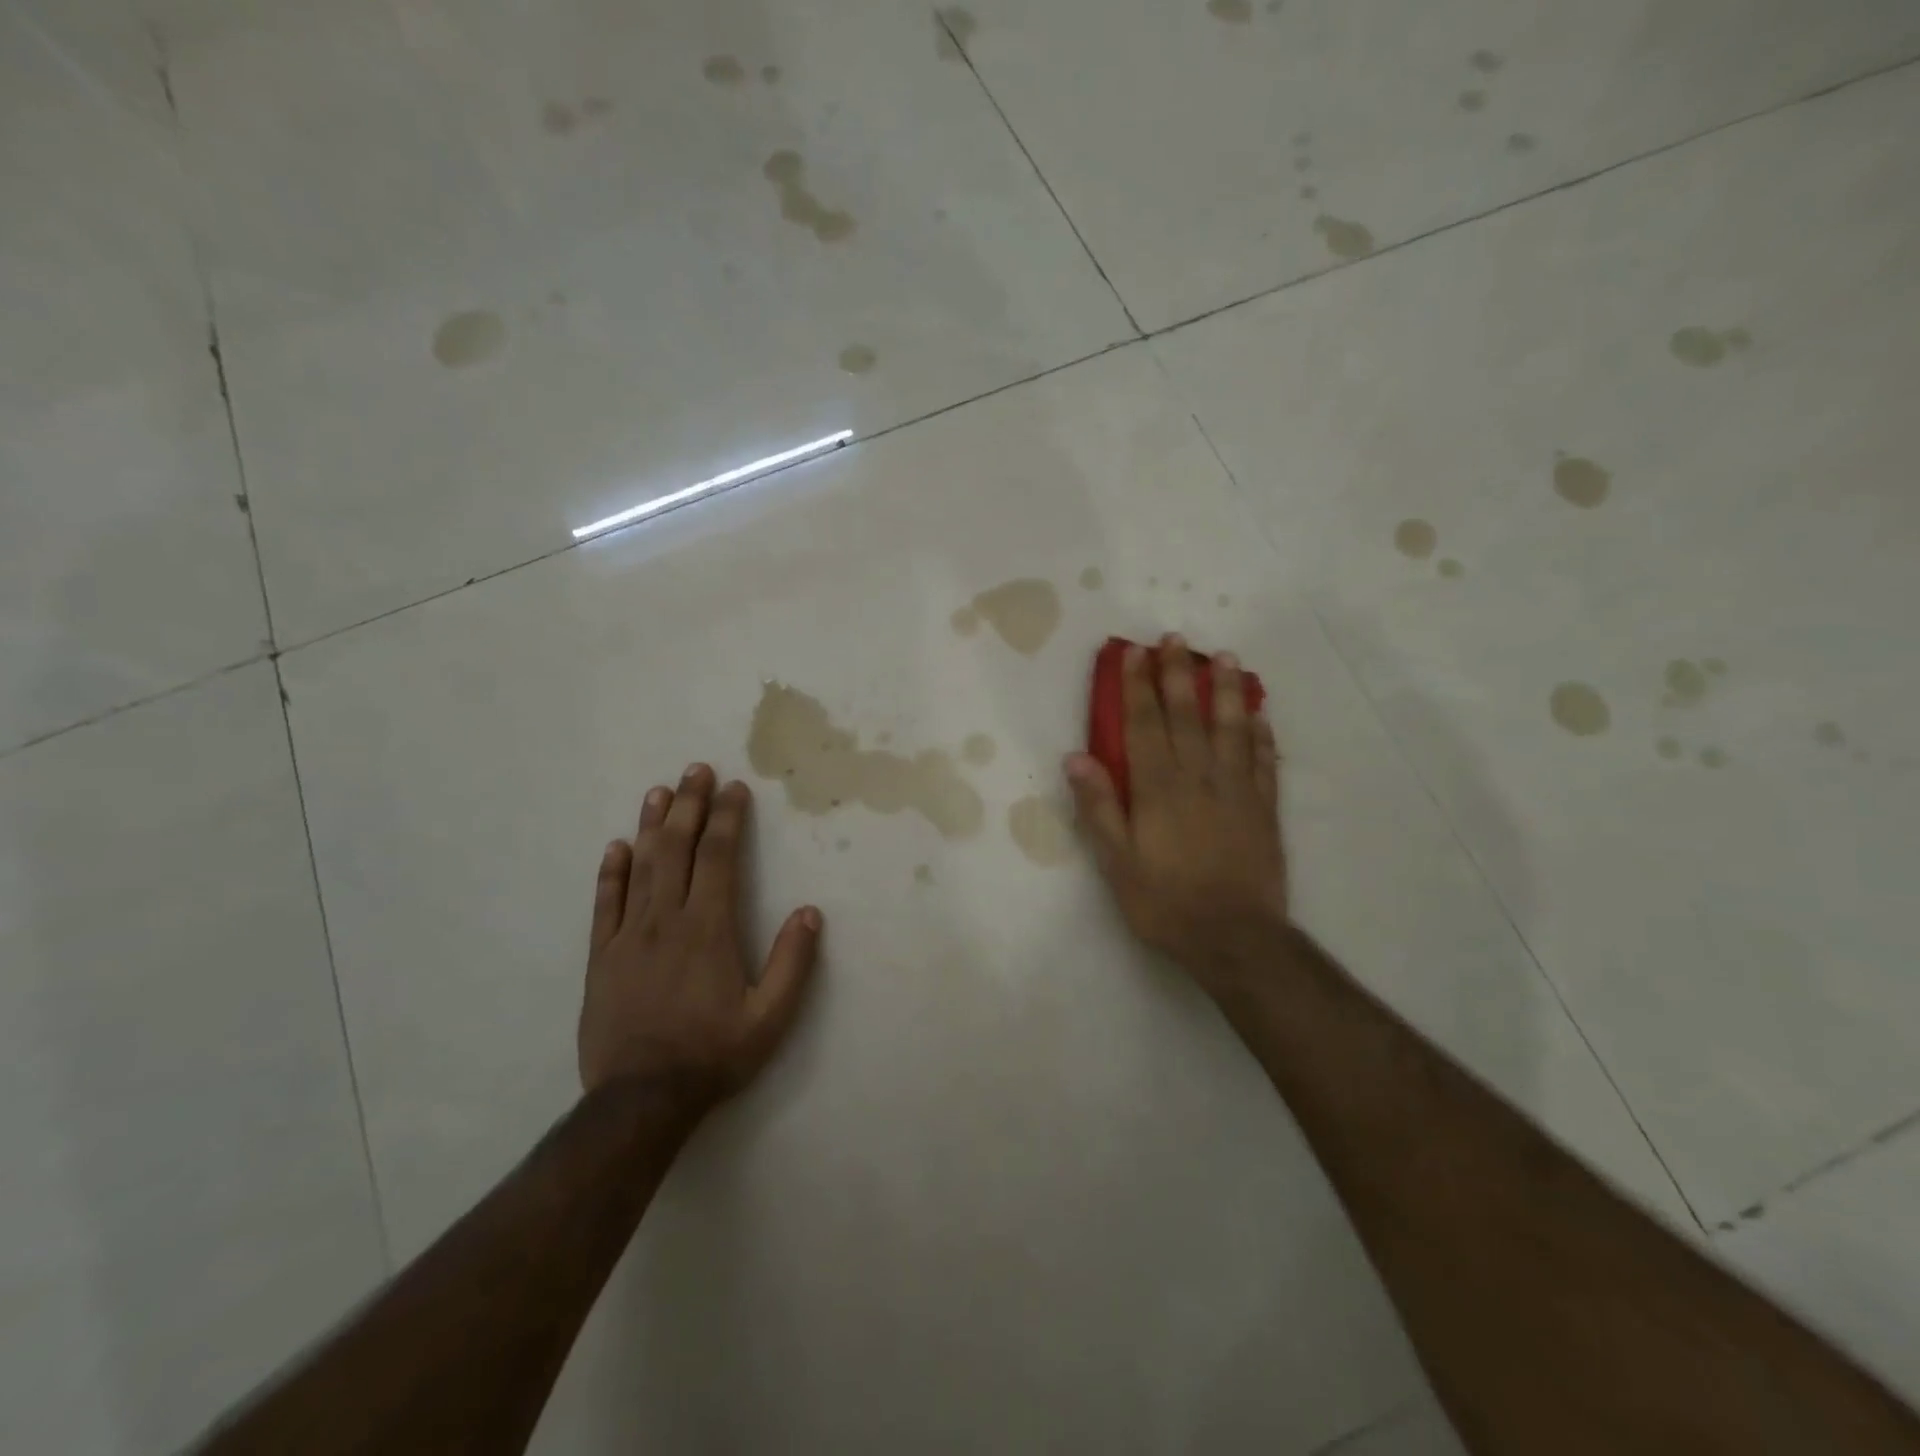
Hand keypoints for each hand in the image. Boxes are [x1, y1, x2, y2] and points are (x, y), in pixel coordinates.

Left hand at [579, 764, 821, 1110]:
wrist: (640, 1100)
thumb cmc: (712, 1055)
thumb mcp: (770, 1018)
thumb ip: (793, 962)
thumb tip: (811, 912)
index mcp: (709, 928)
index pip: (719, 857)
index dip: (728, 819)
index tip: (734, 789)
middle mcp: (667, 920)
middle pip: (677, 849)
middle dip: (689, 805)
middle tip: (696, 769)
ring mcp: (628, 936)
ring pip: (641, 867)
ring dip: (651, 825)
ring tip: (659, 791)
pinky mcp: (602, 957)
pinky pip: (605, 904)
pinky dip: (611, 872)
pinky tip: (616, 847)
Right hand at [1065, 636, 1286, 997]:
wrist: (1233, 938)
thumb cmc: (1164, 901)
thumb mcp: (1116, 861)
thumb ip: (1098, 806)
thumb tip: (1076, 757)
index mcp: (1158, 787)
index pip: (1144, 723)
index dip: (1137, 686)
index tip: (1134, 653)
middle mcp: (1199, 776)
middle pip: (1187, 714)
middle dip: (1178, 673)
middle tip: (1176, 639)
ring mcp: (1237, 789)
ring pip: (1232, 728)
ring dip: (1228, 690)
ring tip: (1227, 658)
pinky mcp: (1265, 808)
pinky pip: (1265, 761)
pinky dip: (1262, 734)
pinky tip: (1260, 716)